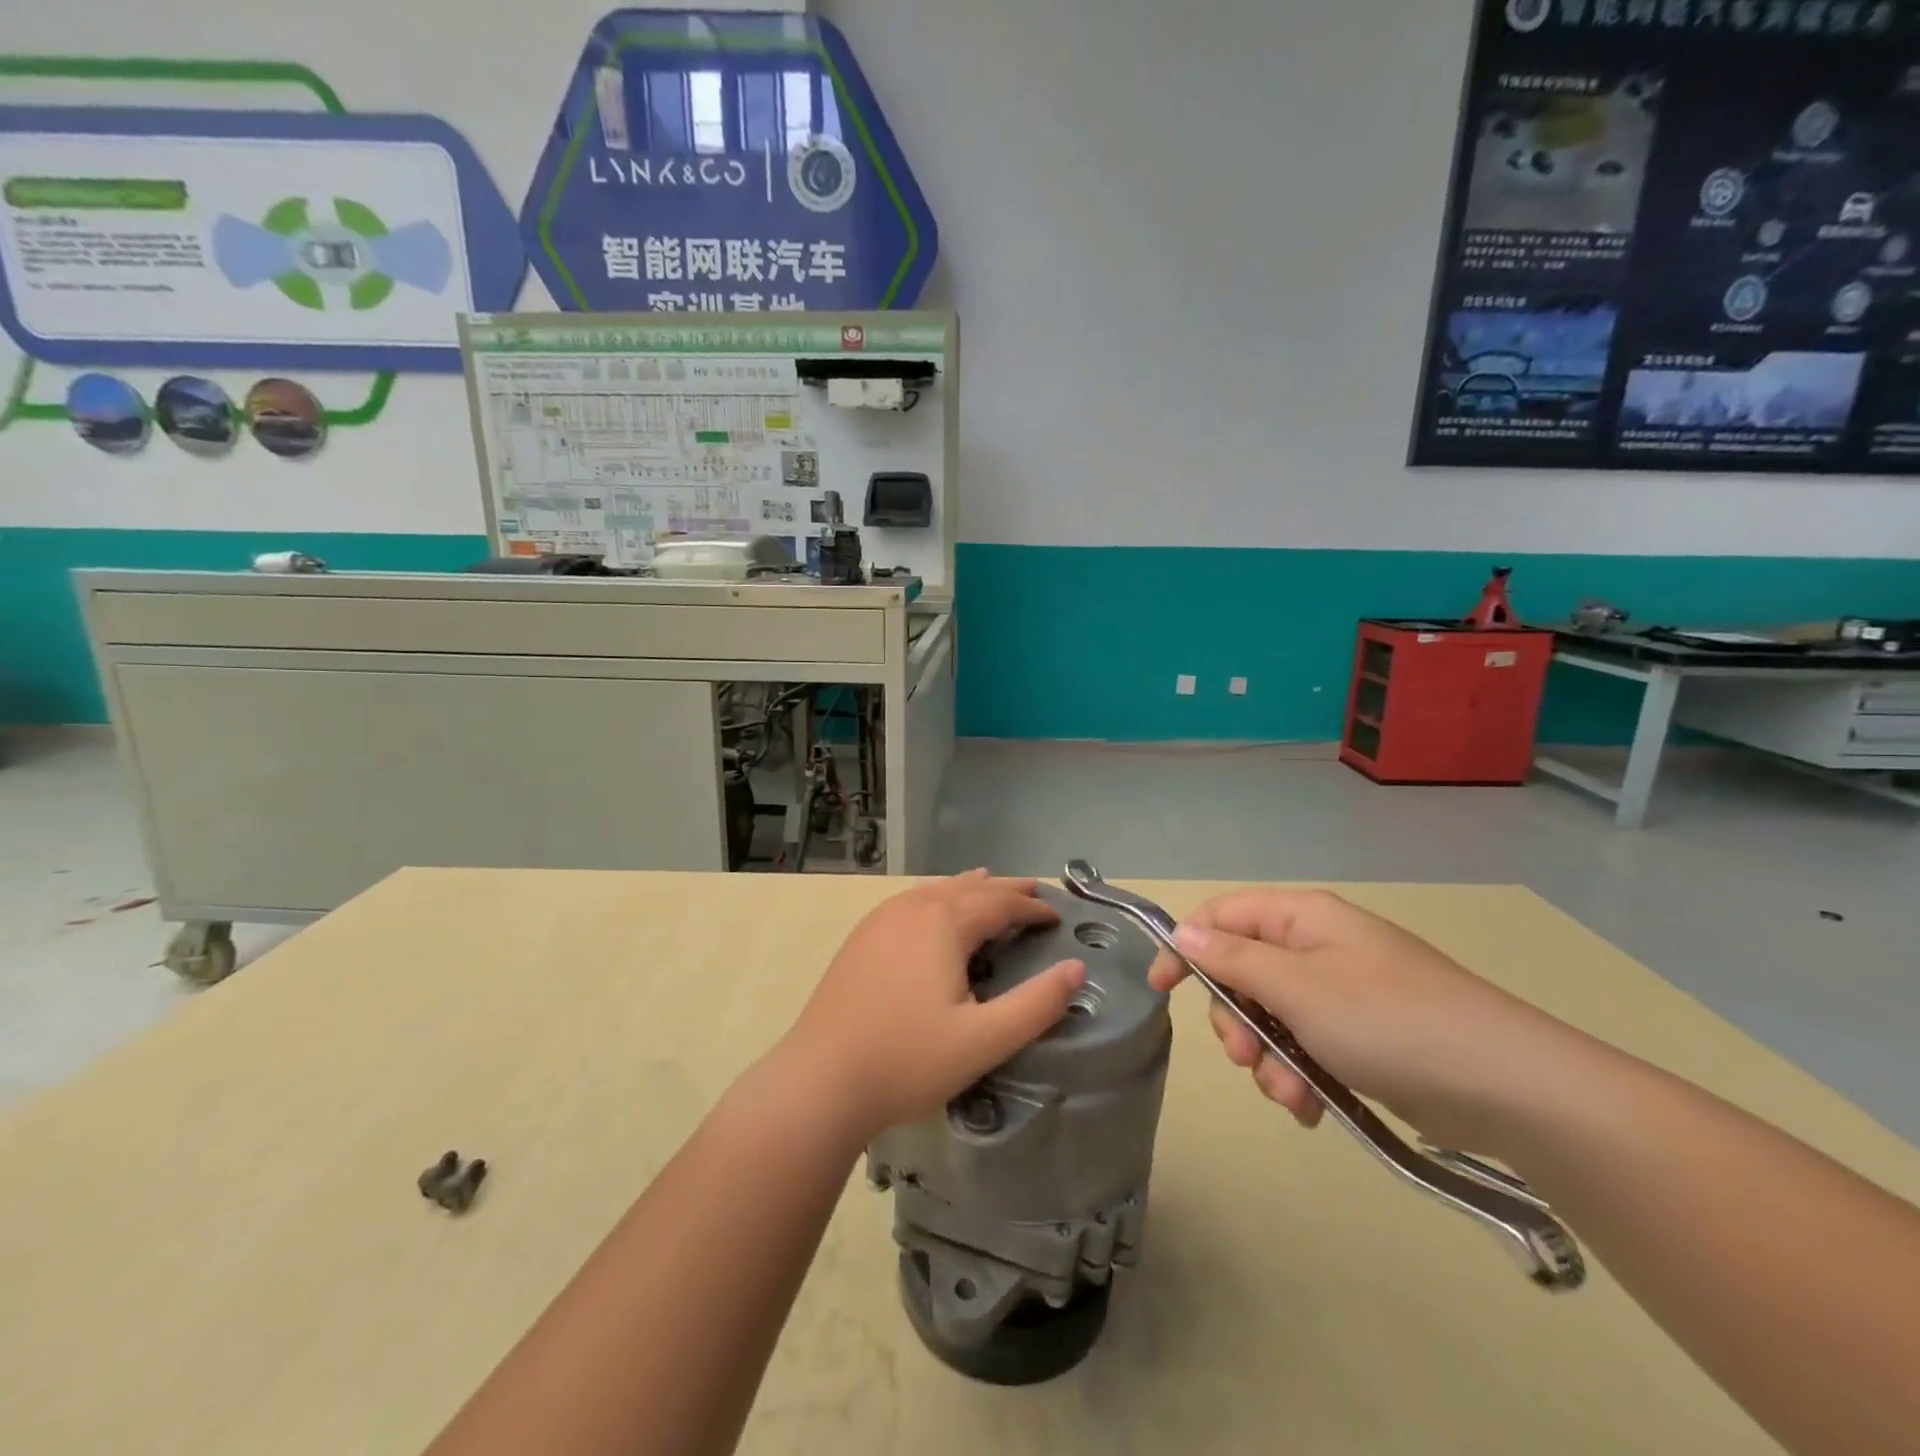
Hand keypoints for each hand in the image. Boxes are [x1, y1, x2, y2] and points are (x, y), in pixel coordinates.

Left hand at [775, 871, 1085, 1144]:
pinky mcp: (861, 938)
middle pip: (969, 887)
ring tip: (991, 888)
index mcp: (943, 922)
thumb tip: (1077, 969)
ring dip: (970, 889)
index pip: (1000, 903)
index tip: (1058, 918)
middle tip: (1035, 891)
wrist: (819, 1081)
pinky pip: (912, 902)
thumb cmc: (906, 1061)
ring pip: (936, 889)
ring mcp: (881, 919)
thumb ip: (1036, 1005)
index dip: (1033, 908)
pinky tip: (936, 911)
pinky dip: (939, 898)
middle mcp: (912, 907)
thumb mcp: (983, 1040)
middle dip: (1005, 890)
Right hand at [1150, 889, 1578, 1152]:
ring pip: (1272, 1019)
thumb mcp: (1298, 987)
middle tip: (1245, 1059)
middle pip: (1243, 973)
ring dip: (1269, 1060)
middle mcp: (1319, 948)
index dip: (1186, 947)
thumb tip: (1183, 932)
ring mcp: (1344, 994)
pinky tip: (1313, 1108)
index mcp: (1302, 919)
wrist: (1509, 1087)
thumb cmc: (1390, 1021)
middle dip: (1236, 1021)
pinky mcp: (1364, 1038)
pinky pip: (1307, 1049)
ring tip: (1291, 1095)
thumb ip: (1233, 958)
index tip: (1160, 989)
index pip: (1221, 916)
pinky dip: (1300, 1077)